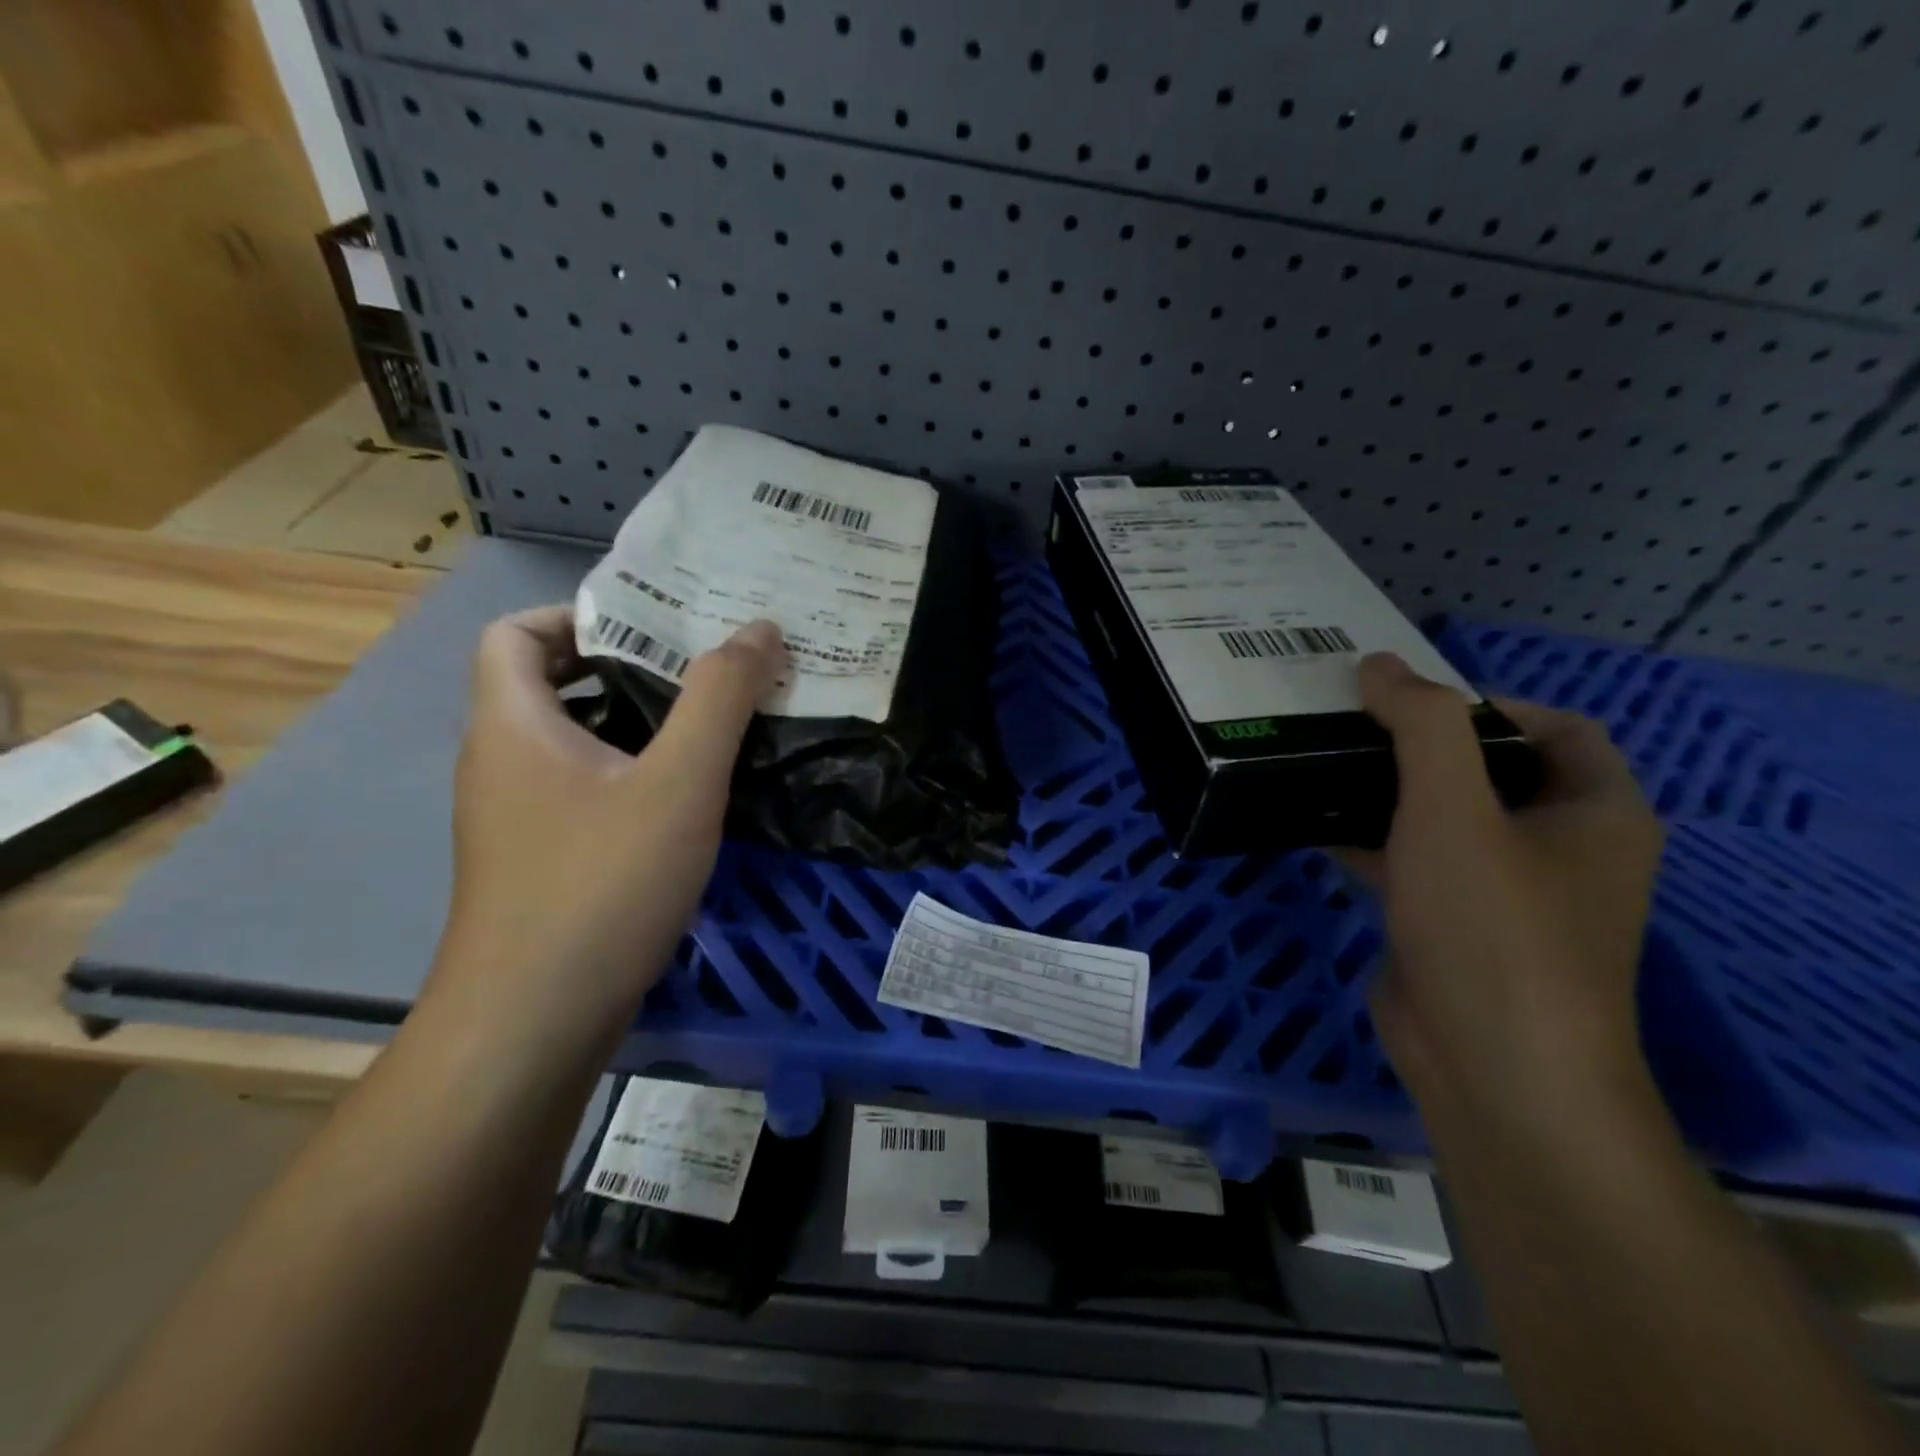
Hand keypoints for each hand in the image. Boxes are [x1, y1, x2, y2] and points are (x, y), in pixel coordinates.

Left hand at [431, 606, 783, 1036]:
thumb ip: (721, 699)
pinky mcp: (542, 864)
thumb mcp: (679, 782)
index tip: (655, 628)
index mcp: (514, 726)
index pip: (516, 633)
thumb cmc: (600, 886)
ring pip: (577, 744)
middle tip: (708, 668)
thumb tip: (759, 629)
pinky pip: (587, 792)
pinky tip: (693, 802)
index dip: (580, 616)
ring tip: (715, 724)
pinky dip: (635, 777)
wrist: (533, 1027)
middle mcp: (503, 764)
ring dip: (640, 725)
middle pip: (554, 685)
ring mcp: (518, 820)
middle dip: (631, 669)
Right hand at [1345, 653, 1664, 1120]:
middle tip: (1348, 721)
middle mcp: (1558, 848)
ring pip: (1442, 818)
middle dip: (1420, 744)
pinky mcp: (1450, 926)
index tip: (1409, 700)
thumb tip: (1378, 665)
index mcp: (1594, 813)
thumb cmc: (1493, 928)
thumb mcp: (1455, 809)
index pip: (1555, 728)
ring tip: (1320, 759)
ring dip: (1388, 790)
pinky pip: (1410, 862)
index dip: (1487, 703)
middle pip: (1488, 770)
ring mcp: (1501, 892)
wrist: (1489, 1067)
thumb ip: (1421, 727)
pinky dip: (1369, 838)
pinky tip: (1312, 821)